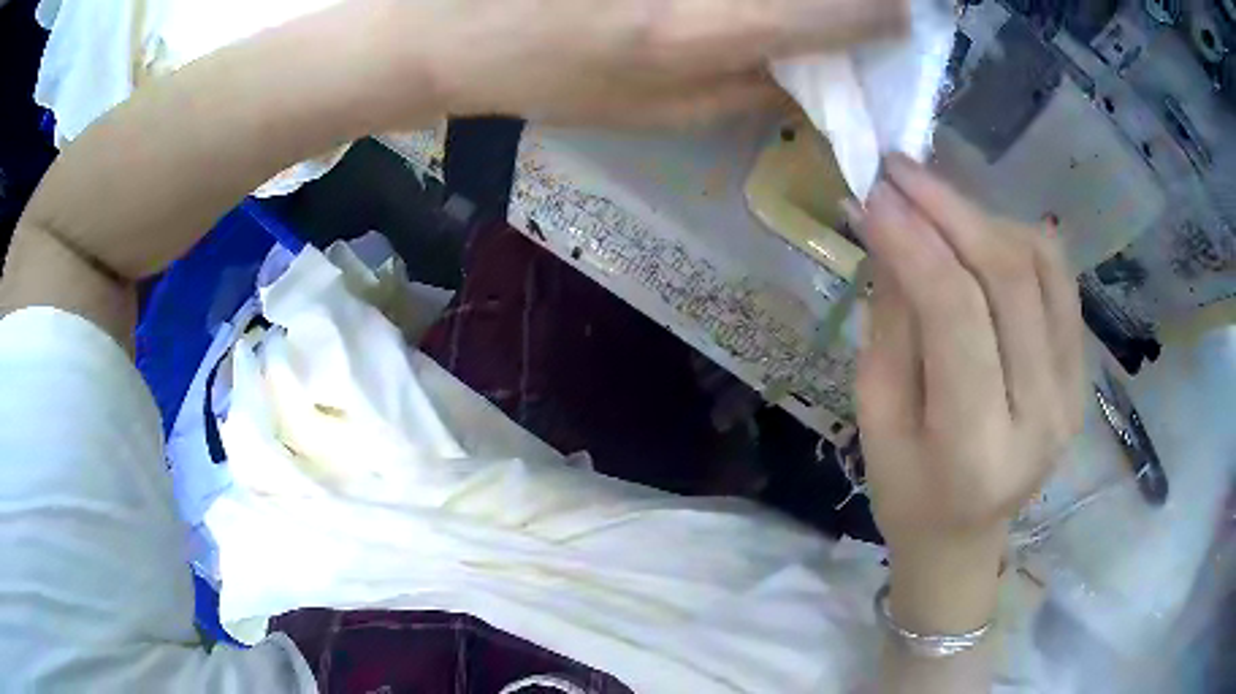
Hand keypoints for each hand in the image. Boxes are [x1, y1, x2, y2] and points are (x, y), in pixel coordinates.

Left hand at [409, 0, 908, 124]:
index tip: (895, 20)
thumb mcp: (655, 111)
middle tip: (860, 15)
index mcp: (703, 28)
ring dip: (803, 2)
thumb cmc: (548, 74)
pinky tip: (731, 13)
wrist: (453, 23)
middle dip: (855, 1)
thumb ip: (751, 95)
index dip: (882, 15)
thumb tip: (822, 80)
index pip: (839, 11)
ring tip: (804, 17)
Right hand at [855, 155, 1084, 630]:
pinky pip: (1061, 281)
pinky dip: (1022, 239)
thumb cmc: (907, 490)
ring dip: (984, 217)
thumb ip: (891, 321)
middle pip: (1009, 277)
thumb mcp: (876, 416)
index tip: (875, 191)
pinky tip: (983, 231)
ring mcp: (1072, 391)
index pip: (956, 315)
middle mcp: (1041, 414)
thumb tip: (887, 227)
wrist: (966, 536)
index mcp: (976, 447)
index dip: (915, 240)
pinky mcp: (1082, 374)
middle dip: (950, 208)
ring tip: (936, 202)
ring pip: (1042, 266)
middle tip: (900, 170)